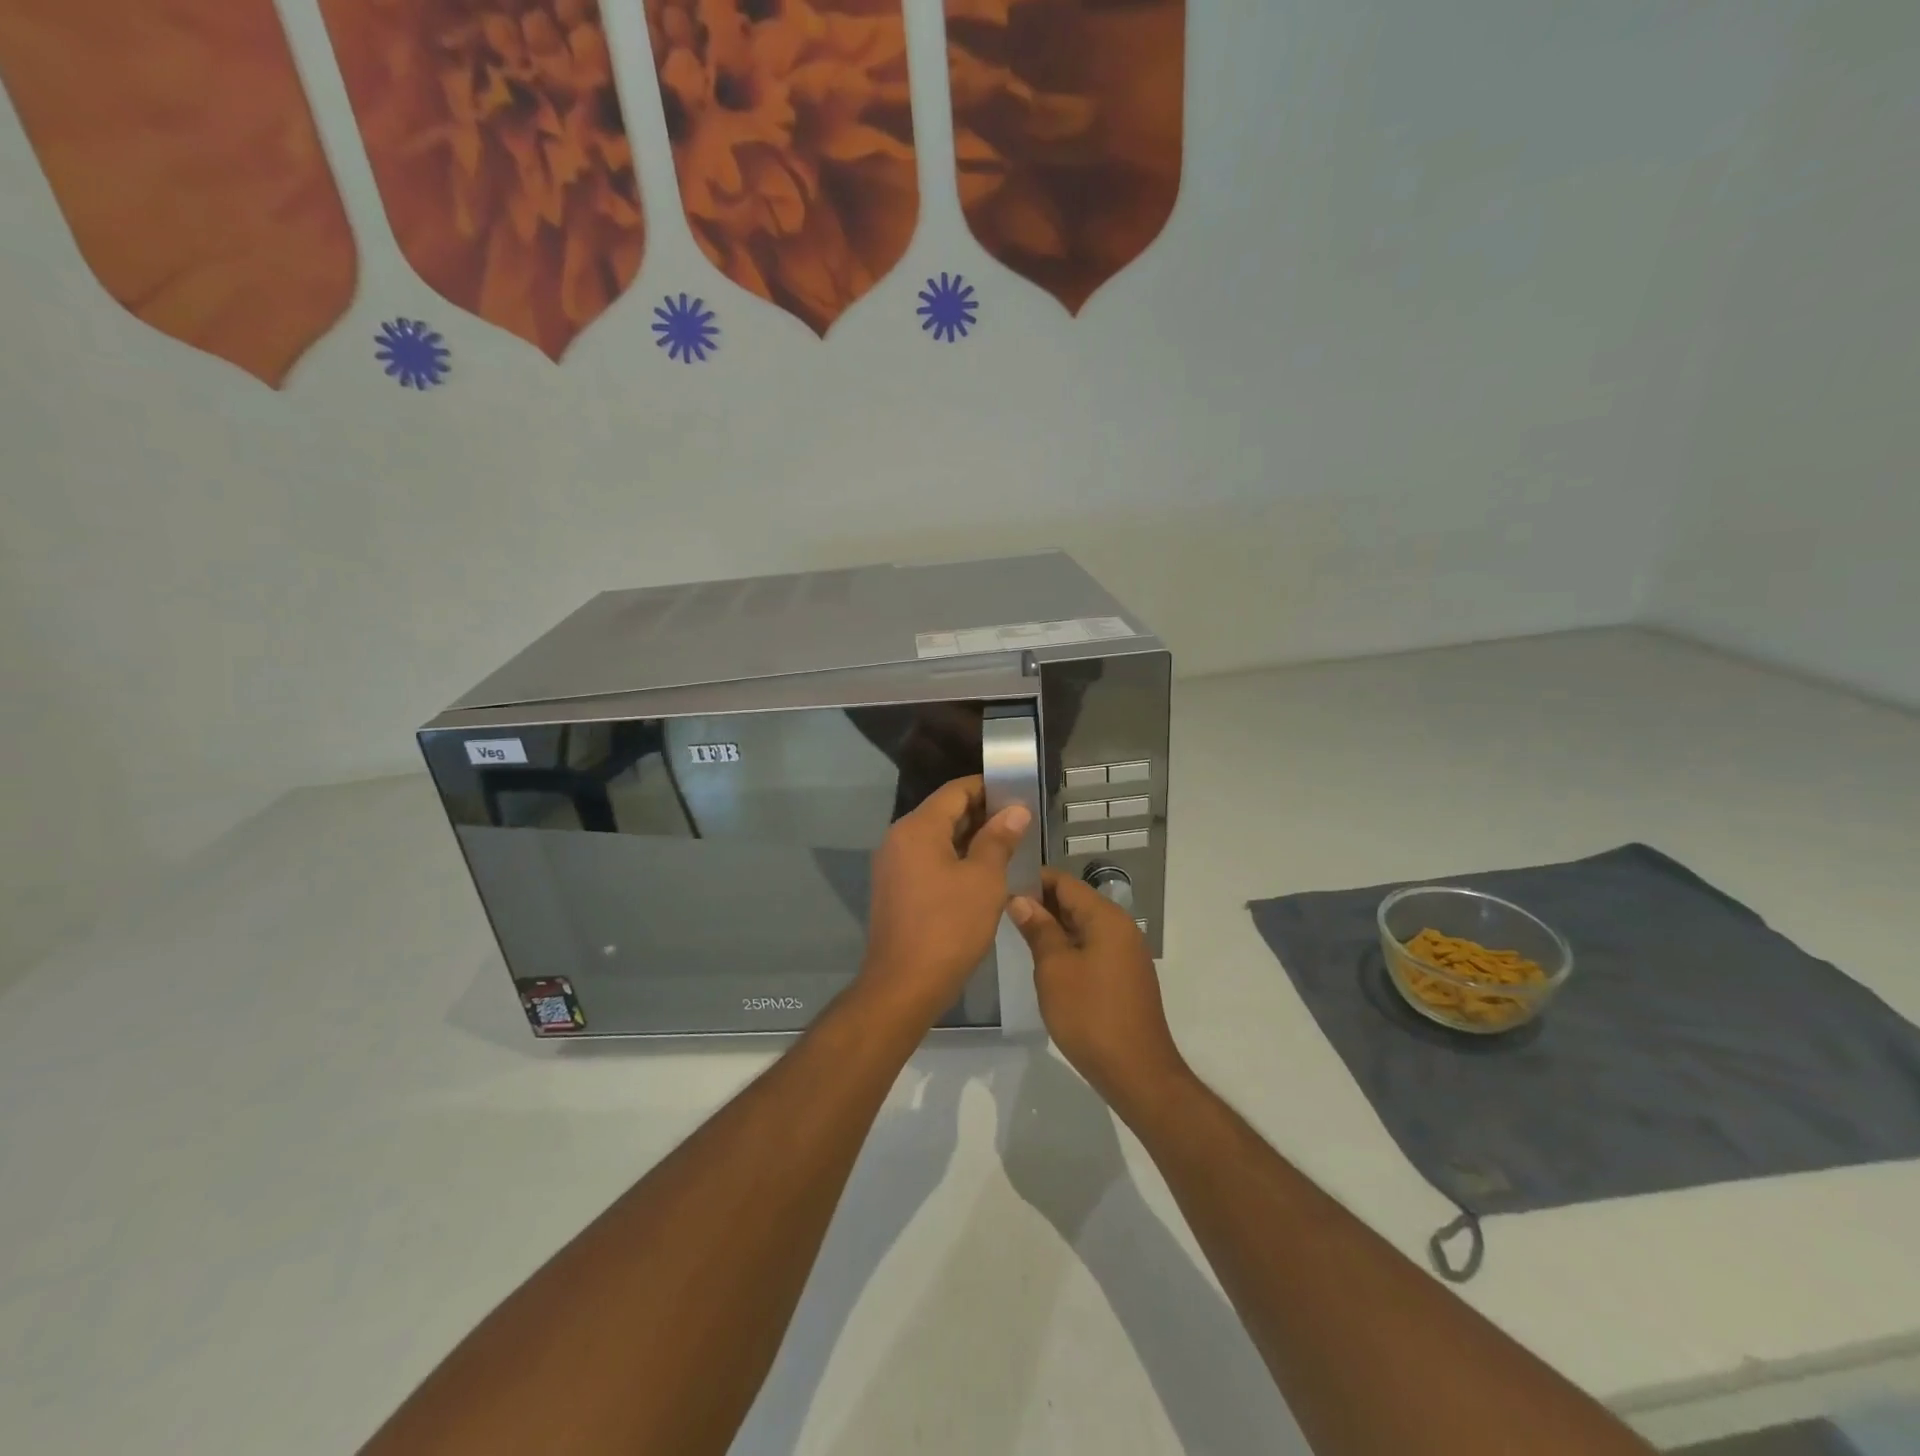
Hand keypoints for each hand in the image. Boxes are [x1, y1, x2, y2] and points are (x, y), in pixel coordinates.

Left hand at [857, 775, 1031, 1028]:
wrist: (904, 985)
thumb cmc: (949, 928)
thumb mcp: (984, 880)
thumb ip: (999, 839)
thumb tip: (1016, 810)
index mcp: (917, 828)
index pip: (955, 791)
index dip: (988, 788)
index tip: (1019, 795)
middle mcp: (899, 838)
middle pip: (944, 812)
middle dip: (982, 815)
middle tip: (1021, 824)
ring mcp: (893, 865)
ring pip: (936, 838)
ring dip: (970, 839)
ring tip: (1008, 847)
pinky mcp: (895, 888)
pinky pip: (927, 860)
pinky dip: (954, 859)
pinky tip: (982, 874)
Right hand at [1010, 869, 1188, 1112]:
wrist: (1137, 1072)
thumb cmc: (1090, 1015)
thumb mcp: (1054, 969)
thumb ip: (1038, 929)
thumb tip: (1020, 899)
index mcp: (1106, 917)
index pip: (1064, 882)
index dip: (1032, 880)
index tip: (1000, 887)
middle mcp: (1120, 927)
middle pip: (1075, 901)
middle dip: (1040, 903)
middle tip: (1002, 912)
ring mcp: (1125, 953)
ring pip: (1082, 925)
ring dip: (1052, 926)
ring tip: (1017, 934)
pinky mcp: (1124, 976)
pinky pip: (1092, 947)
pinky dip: (1068, 946)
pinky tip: (1045, 962)